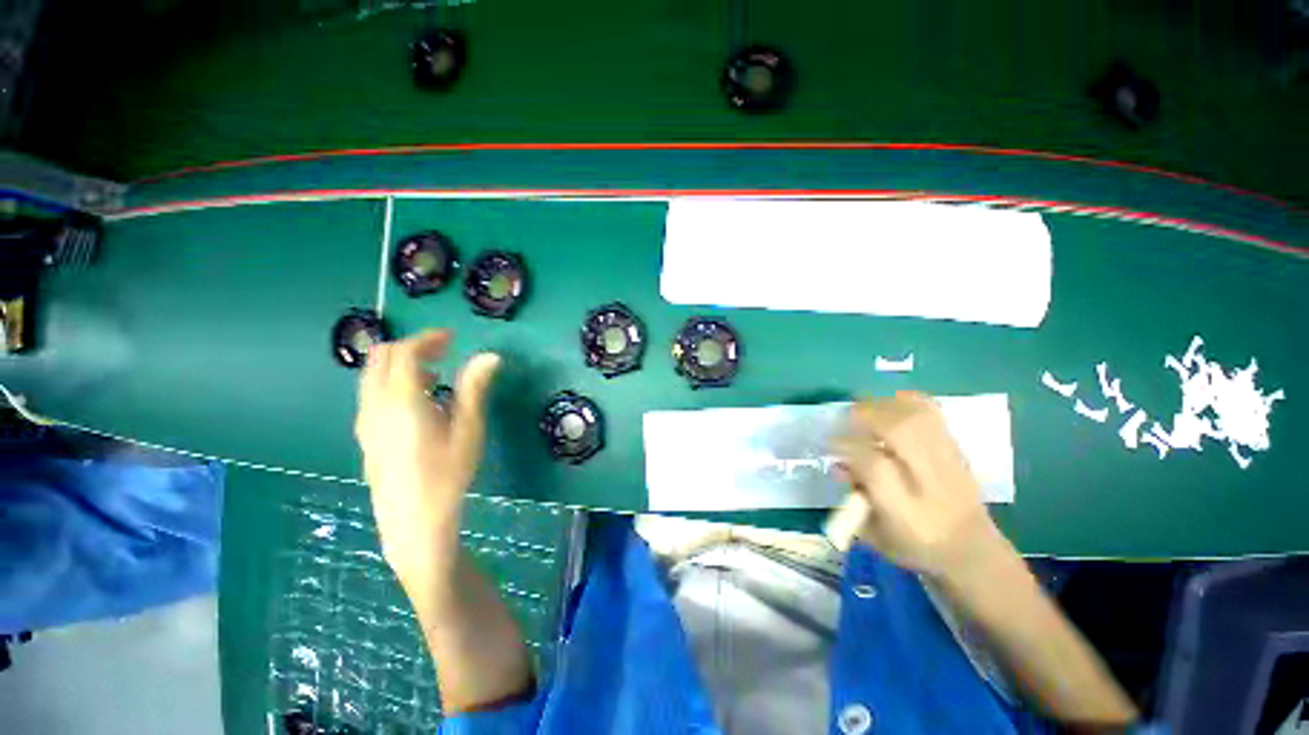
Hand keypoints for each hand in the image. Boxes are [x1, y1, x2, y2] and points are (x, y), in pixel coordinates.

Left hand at [355, 329, 500, 597]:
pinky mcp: (365, 436)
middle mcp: (374, 405)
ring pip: (373, 376)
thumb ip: (475, 388)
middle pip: (381, 358)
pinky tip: (419, 401)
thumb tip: (491, 356)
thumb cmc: (447, 473)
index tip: (452, 337)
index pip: (404, 353)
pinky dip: (392, 383)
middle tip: (444, 351)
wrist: (413, 522)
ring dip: (400, 365)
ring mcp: (365, 422)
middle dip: (411, 347)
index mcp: (401, 400)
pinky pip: (372, 394)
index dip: (428, 339)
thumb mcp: (468, 429)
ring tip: (435, 374)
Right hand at [832, 391, 1000, 576]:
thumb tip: (838, 465)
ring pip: (918, 417)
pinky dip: (907, 402)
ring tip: (865, 410)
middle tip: (847, 419)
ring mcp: (949, 462)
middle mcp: (931, 483)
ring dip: (885, 406)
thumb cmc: (914, 546)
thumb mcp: (874, 535)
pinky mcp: (957, 450)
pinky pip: (933, 413)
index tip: (831, 443)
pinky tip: (890, 406)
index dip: (848, 447)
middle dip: (867, 416)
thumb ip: (852, 500)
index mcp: (907, 512)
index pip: (875, 466)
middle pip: (901, 431)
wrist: (972, 550)